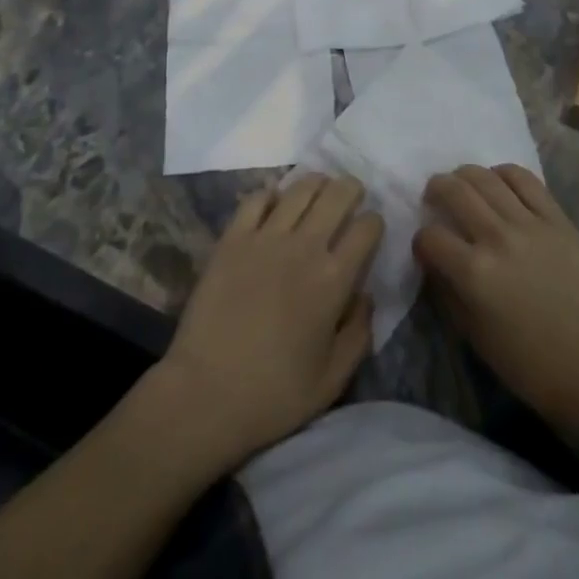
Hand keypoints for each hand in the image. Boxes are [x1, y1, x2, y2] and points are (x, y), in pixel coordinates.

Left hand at [153, 174, 382, 472]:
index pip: (367, 227)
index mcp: (333, 279)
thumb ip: (360, 333)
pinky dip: (271, 195)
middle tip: (350, 196)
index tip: (370, 231)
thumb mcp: (332, 380)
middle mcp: (304, 246)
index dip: (374, 223)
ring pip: (300, 187)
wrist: (204, 395)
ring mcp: (265, 237)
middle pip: (337, 194)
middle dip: (350, 189)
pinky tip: (275, 204)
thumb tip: (367, 295)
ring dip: (316, 183)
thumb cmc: (273, 395)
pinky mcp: (233, 237)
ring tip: (319, 190)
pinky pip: (257, 198)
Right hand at [415, 164, 578, 440]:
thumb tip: (435, 266)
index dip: (421, 240)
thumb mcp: (477, 339)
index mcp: (474, 274)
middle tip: (434, 196)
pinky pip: (524, 179)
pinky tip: (498, 181)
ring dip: (465, 175)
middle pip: (454, 191)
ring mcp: (528, 223)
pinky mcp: (556, 217)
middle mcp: (496, 238)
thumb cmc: (532, 365)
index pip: (430, 237)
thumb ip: (449, 296)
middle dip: (436, 189)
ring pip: (485, 177)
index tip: (426, 247)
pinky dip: (504, 173)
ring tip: (462, 183)